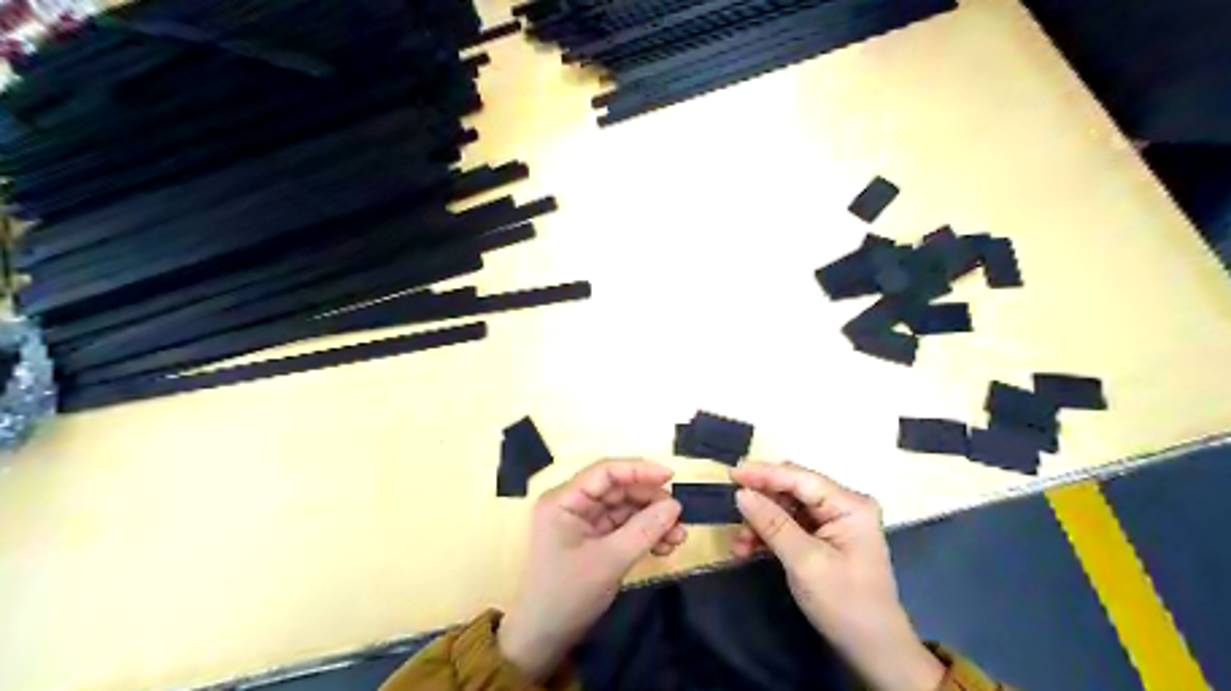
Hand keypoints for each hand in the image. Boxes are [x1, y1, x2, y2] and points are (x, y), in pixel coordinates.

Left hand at [502, 458, 691, 679]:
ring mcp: (583, 522)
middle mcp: (573, 504)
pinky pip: (624, 527)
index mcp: (564, 499)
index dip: (639, 470)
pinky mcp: (593, 539)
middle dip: (650, 501)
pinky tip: (665, 546)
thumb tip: (675, 505)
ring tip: (679, 536)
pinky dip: (645, 534)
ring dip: (652, 520)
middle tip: (680, 515)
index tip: (670, 477)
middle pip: (618, 489)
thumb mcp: (609, 561)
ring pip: (625, 508)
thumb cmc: (568, 595)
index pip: (605, 472)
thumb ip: (644, 529)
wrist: (544, 640)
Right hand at [728, 461, 944, 690]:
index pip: (800, 478)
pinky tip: (748, 549)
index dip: (764, 473)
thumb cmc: (845, 604)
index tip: (731, 473)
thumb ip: (773, 524)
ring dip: (760, 521)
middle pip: (792, 489)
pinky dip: (768, 535)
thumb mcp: (805, 562)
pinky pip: (789, 525)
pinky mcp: (823, 539)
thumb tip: (742, 493)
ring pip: (786, 507)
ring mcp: (833, 522)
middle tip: (731, 508)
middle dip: (761, 500)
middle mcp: (842, 506)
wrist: (873, 651)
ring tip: (739, 543)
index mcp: (849, 505)